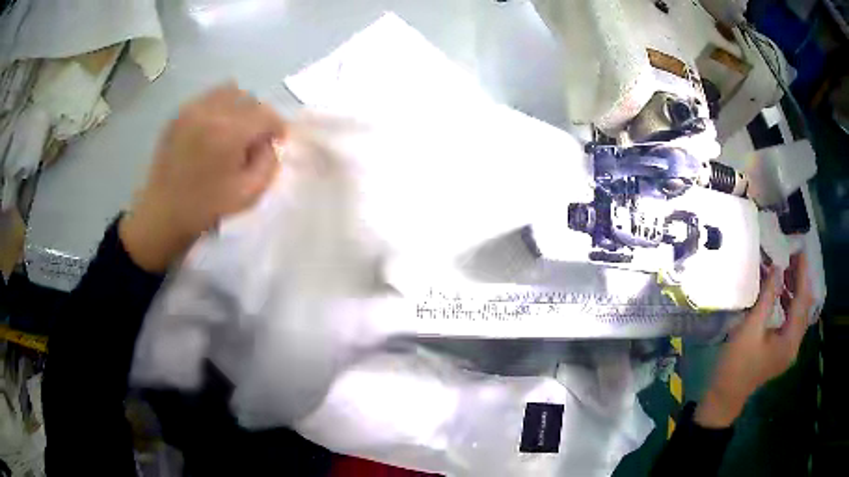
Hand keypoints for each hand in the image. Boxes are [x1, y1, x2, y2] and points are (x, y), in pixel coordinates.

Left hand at [120, 83, 285, 271]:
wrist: (162, 214)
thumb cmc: (206, 208)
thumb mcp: (249, 194)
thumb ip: (269, 162)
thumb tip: (270, 142)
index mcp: (229, 133)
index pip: (267, 114)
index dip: (277, 127)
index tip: (276, 142)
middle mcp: (211, 112)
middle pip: (250, 98)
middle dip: (259, 117)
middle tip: (253, 139)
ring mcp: (191, 109)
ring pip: (229, 90)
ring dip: (240, 107)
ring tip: (234, 129)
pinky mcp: (179, 114)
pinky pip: (208, 97)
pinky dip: (219, 107)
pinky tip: (214, 130)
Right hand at [695, 253, 813, 427]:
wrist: (725, 396)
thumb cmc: (736, 364)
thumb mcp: (750, 329)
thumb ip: (767, 298)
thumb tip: (777, 268)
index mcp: (790, 341)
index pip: (802, 301)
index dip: (802, 274)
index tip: (800, 250)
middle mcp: (795, 345)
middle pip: (804, 307)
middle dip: (801, 280)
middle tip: (791, 258)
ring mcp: (789, 349)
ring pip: (799, 313)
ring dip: (795, 291)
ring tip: (786, 271)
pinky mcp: (782, 350)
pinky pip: (792, 321)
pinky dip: (790, 304)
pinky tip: (781, 294)